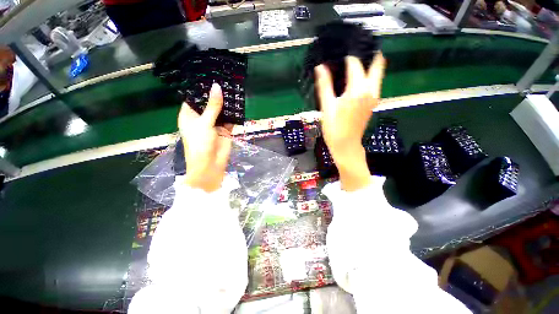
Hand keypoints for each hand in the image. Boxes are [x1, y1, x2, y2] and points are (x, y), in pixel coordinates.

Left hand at [178, 83, 232, 191]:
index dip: (201, 88)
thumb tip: (217, 87)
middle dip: (216, 94)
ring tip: (233, 87)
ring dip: (226, 103)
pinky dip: (234, 113)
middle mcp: (202, 118)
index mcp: (190, 115)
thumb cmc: (200, 144)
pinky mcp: (225, 130)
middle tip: (225, 78)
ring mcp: (214, 124)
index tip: (209, 75)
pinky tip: (239, 103)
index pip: (194, 98)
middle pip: (209, 103)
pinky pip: (230, 119)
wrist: (211, 166)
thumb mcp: (205, 123)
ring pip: (221, 111)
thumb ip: (212, 106)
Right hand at [315, 53, 385, 190]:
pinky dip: (369, 75)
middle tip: (353, 51)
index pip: (355, 64)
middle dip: (368, 54)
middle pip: (376, 63)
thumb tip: (320, 67)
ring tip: (354, 62)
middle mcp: (370, 90)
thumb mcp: (327, 106)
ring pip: (378, 73)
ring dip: (370, 63)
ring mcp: (374, 96)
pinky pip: (375, 82)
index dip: (348, 56)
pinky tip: (356, 78)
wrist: (346, 145)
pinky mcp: (373, 103)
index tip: (340, 52)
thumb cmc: (334, 128)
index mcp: (357, 90)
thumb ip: (325, 85)